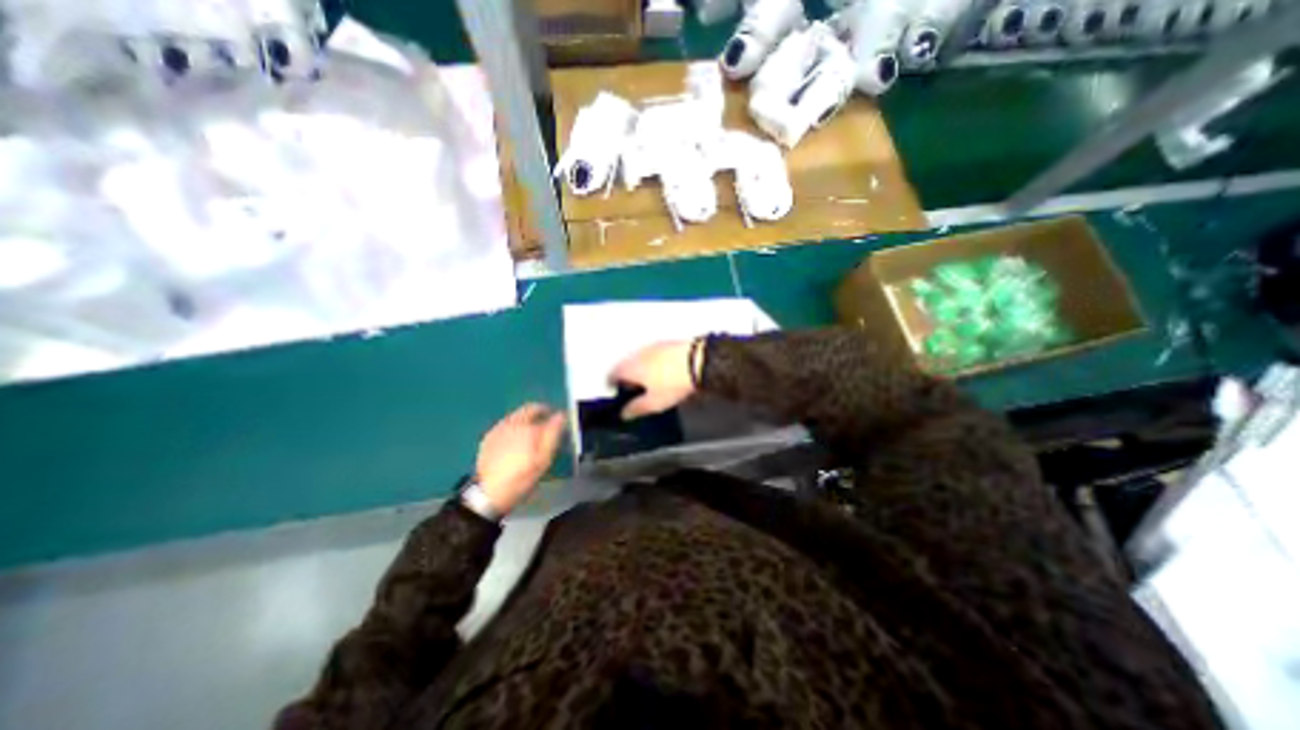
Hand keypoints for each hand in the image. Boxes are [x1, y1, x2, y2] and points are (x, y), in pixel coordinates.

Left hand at [473, 405, 564, 512]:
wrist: (489, 492)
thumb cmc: (522, 476)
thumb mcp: (544, 458)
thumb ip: (553, 433)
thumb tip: (561, 415)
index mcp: (526, 426)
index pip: (540, 409)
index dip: (550, 413)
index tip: (556, 420)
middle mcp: (511, 423)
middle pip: (526, 410)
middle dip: (537, 414)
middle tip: (544, 426)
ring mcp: (497, 430)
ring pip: (515, 418)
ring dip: (525, 421)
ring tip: (530, 436)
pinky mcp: (488, 439)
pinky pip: (505, 427)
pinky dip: (513, 429)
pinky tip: (514, 443)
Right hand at [611, 339, 701, 419]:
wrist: (698, 360)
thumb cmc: (672, 383)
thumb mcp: (654, 402)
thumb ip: (636, 408)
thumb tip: (623, 414)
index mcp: (629, 367)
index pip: (611, 374)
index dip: (611, 385)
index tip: (615, 394)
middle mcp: (637, 353)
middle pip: (624, 365)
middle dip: (626, 377)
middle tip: (632, 391)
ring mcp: (652, 346)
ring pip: (638, 359)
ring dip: (639, 369)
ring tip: (648, 382)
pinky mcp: (666, 343)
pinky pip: (652, 354)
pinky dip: (652, 363)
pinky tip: (662, 372)